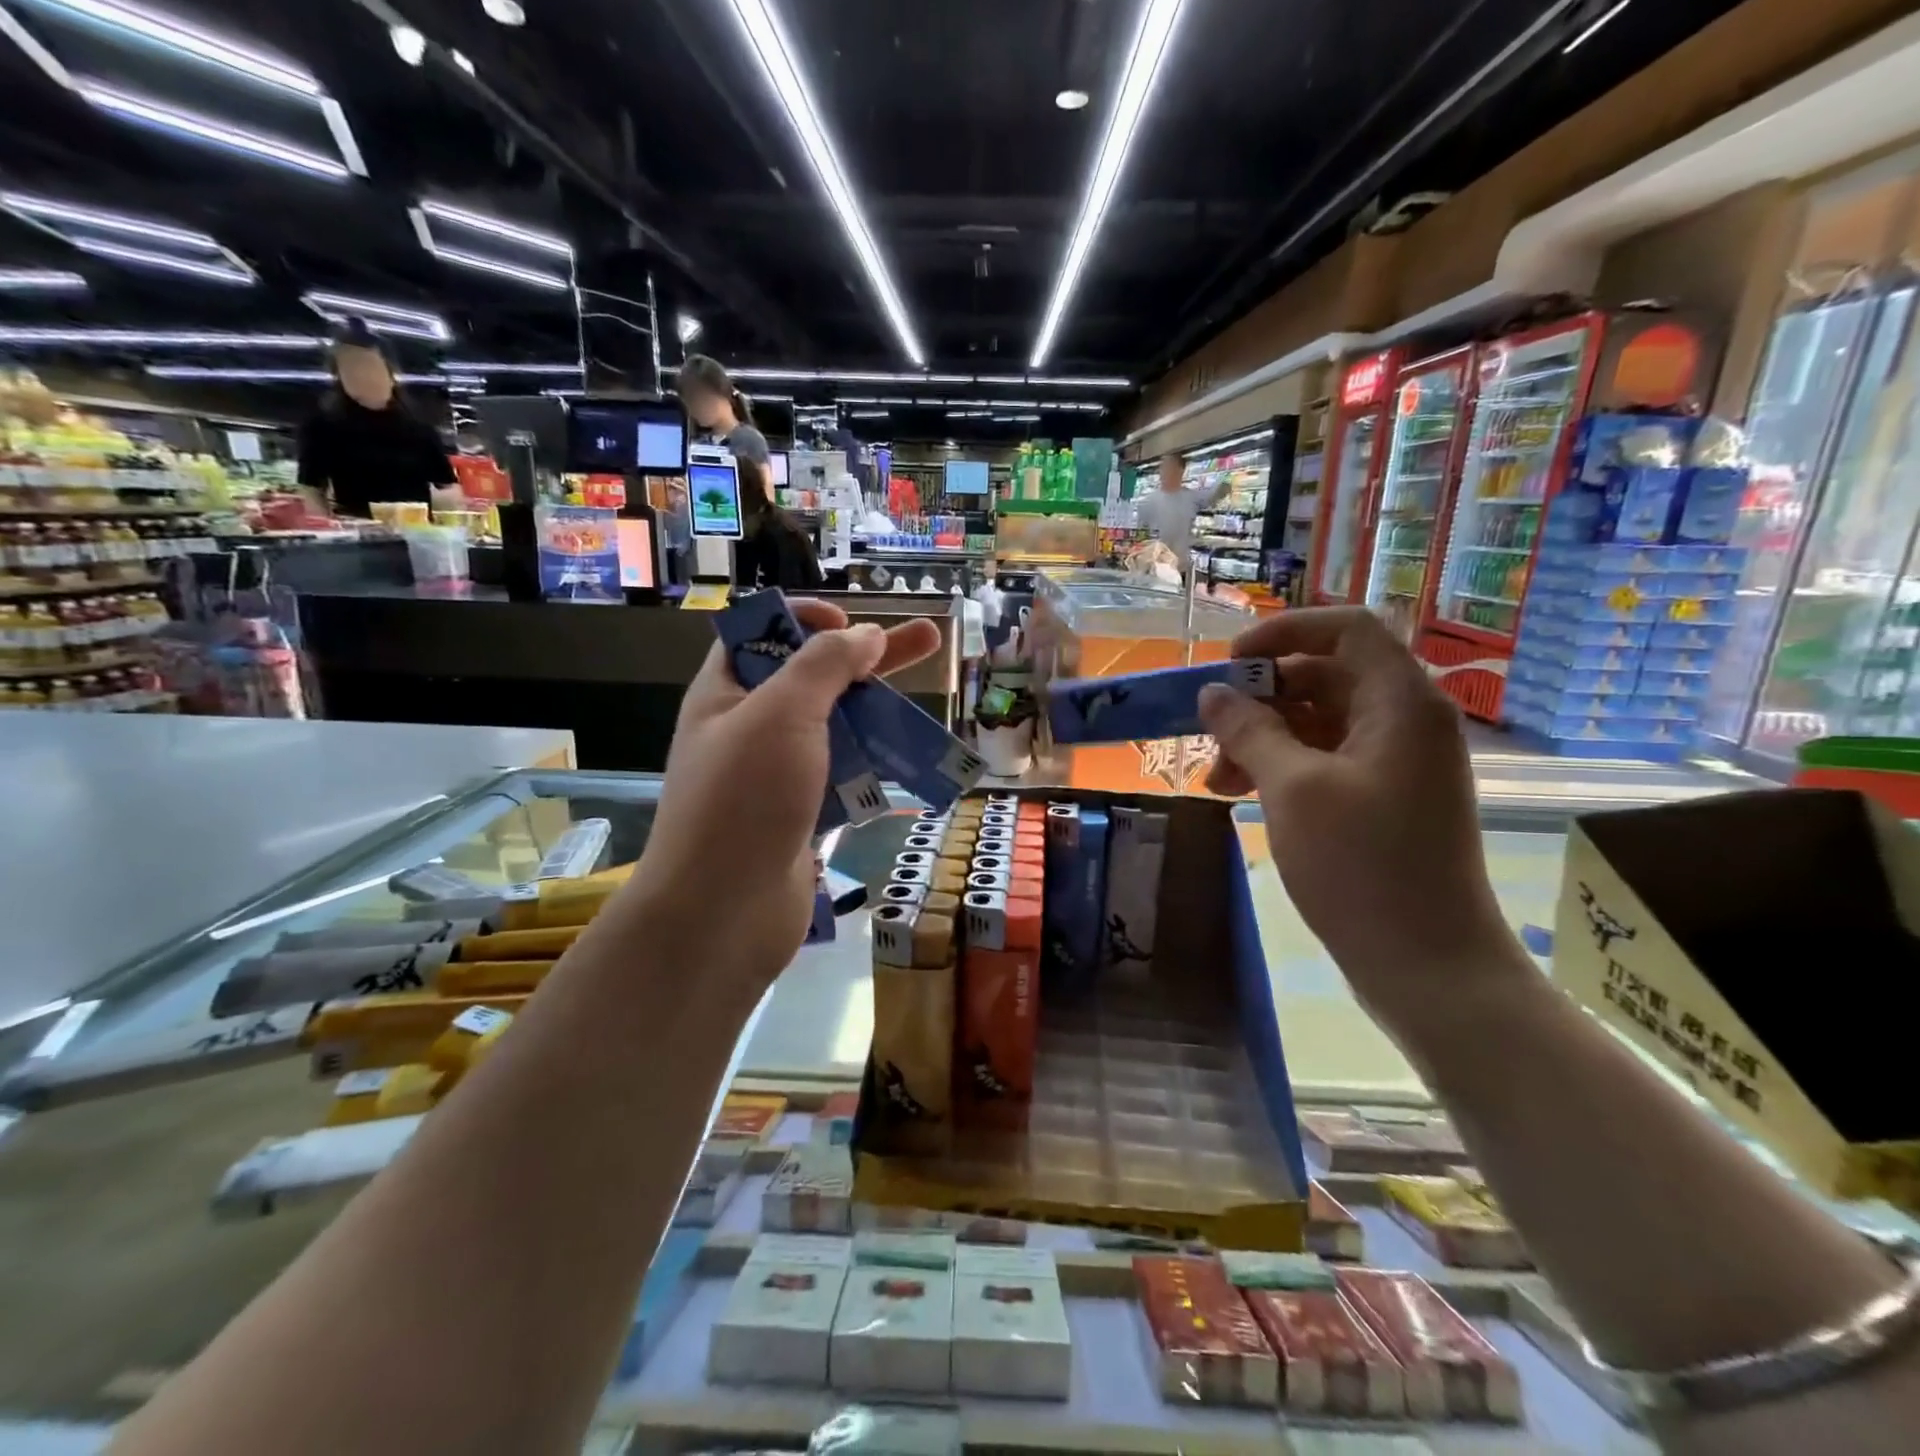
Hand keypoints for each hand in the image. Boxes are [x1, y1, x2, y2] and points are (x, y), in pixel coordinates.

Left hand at [626, 600, 940, 988]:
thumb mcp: (781, 713)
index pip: (761, 633)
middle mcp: (748, 729)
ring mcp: (775, 776)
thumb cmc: (744, 799)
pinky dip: (870, 765)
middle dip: (868, 657)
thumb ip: (824, 666)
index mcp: (726, 693)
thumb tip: (866, 636)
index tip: (850, 625)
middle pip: (812, 677)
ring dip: (876, 715)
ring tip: (925, 709)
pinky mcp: (800, 815)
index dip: (804, 618)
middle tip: (928, 639)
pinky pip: (841, 776)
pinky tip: (906, 760)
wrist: (722, 915)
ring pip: (833, 730)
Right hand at [1197, 608, 1519, 1027]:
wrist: (1428, 966)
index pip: (1347, 629)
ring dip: (1262, 738)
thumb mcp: (1291, 789)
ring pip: (1319, 723)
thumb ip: (1249, 730)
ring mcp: (1396, 763)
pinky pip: (1325, 760)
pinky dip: (1281, 768)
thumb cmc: (1361, 866)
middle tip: (1210, 728)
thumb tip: (1212, 694)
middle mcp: (1405, 722)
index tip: (1231, 662)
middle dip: (1261, 697)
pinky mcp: (1383, 799)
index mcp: (1401, 703)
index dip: (1285, 631)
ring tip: (1216, 779)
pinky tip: (1240, 794)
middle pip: (1326, 676)